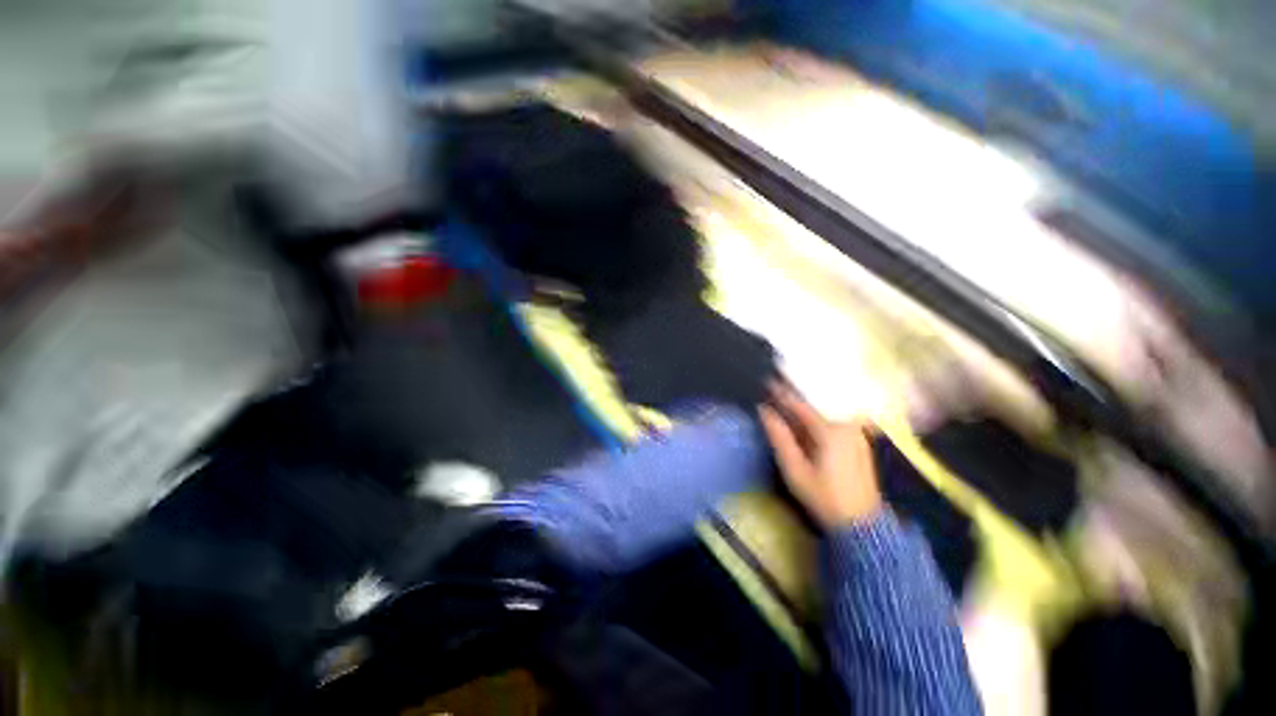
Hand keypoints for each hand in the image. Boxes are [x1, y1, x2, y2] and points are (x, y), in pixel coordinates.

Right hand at [758, 381, 882, 528]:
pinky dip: (816, 417)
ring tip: (787, 401)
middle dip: (794, 396)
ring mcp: (855, 433)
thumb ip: (779, 437)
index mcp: (830, 431)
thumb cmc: (823, 496)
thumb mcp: (794, 469)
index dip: (782, 392)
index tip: (767, 380)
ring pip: (824, 412)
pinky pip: (833, 420)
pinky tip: (805, 419)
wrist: (860, 524)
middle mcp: (846, 425)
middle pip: (814, 405)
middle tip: (776, 387)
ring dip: (805, 407)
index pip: (800, 405)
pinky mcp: (859, 441)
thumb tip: (764, 411)